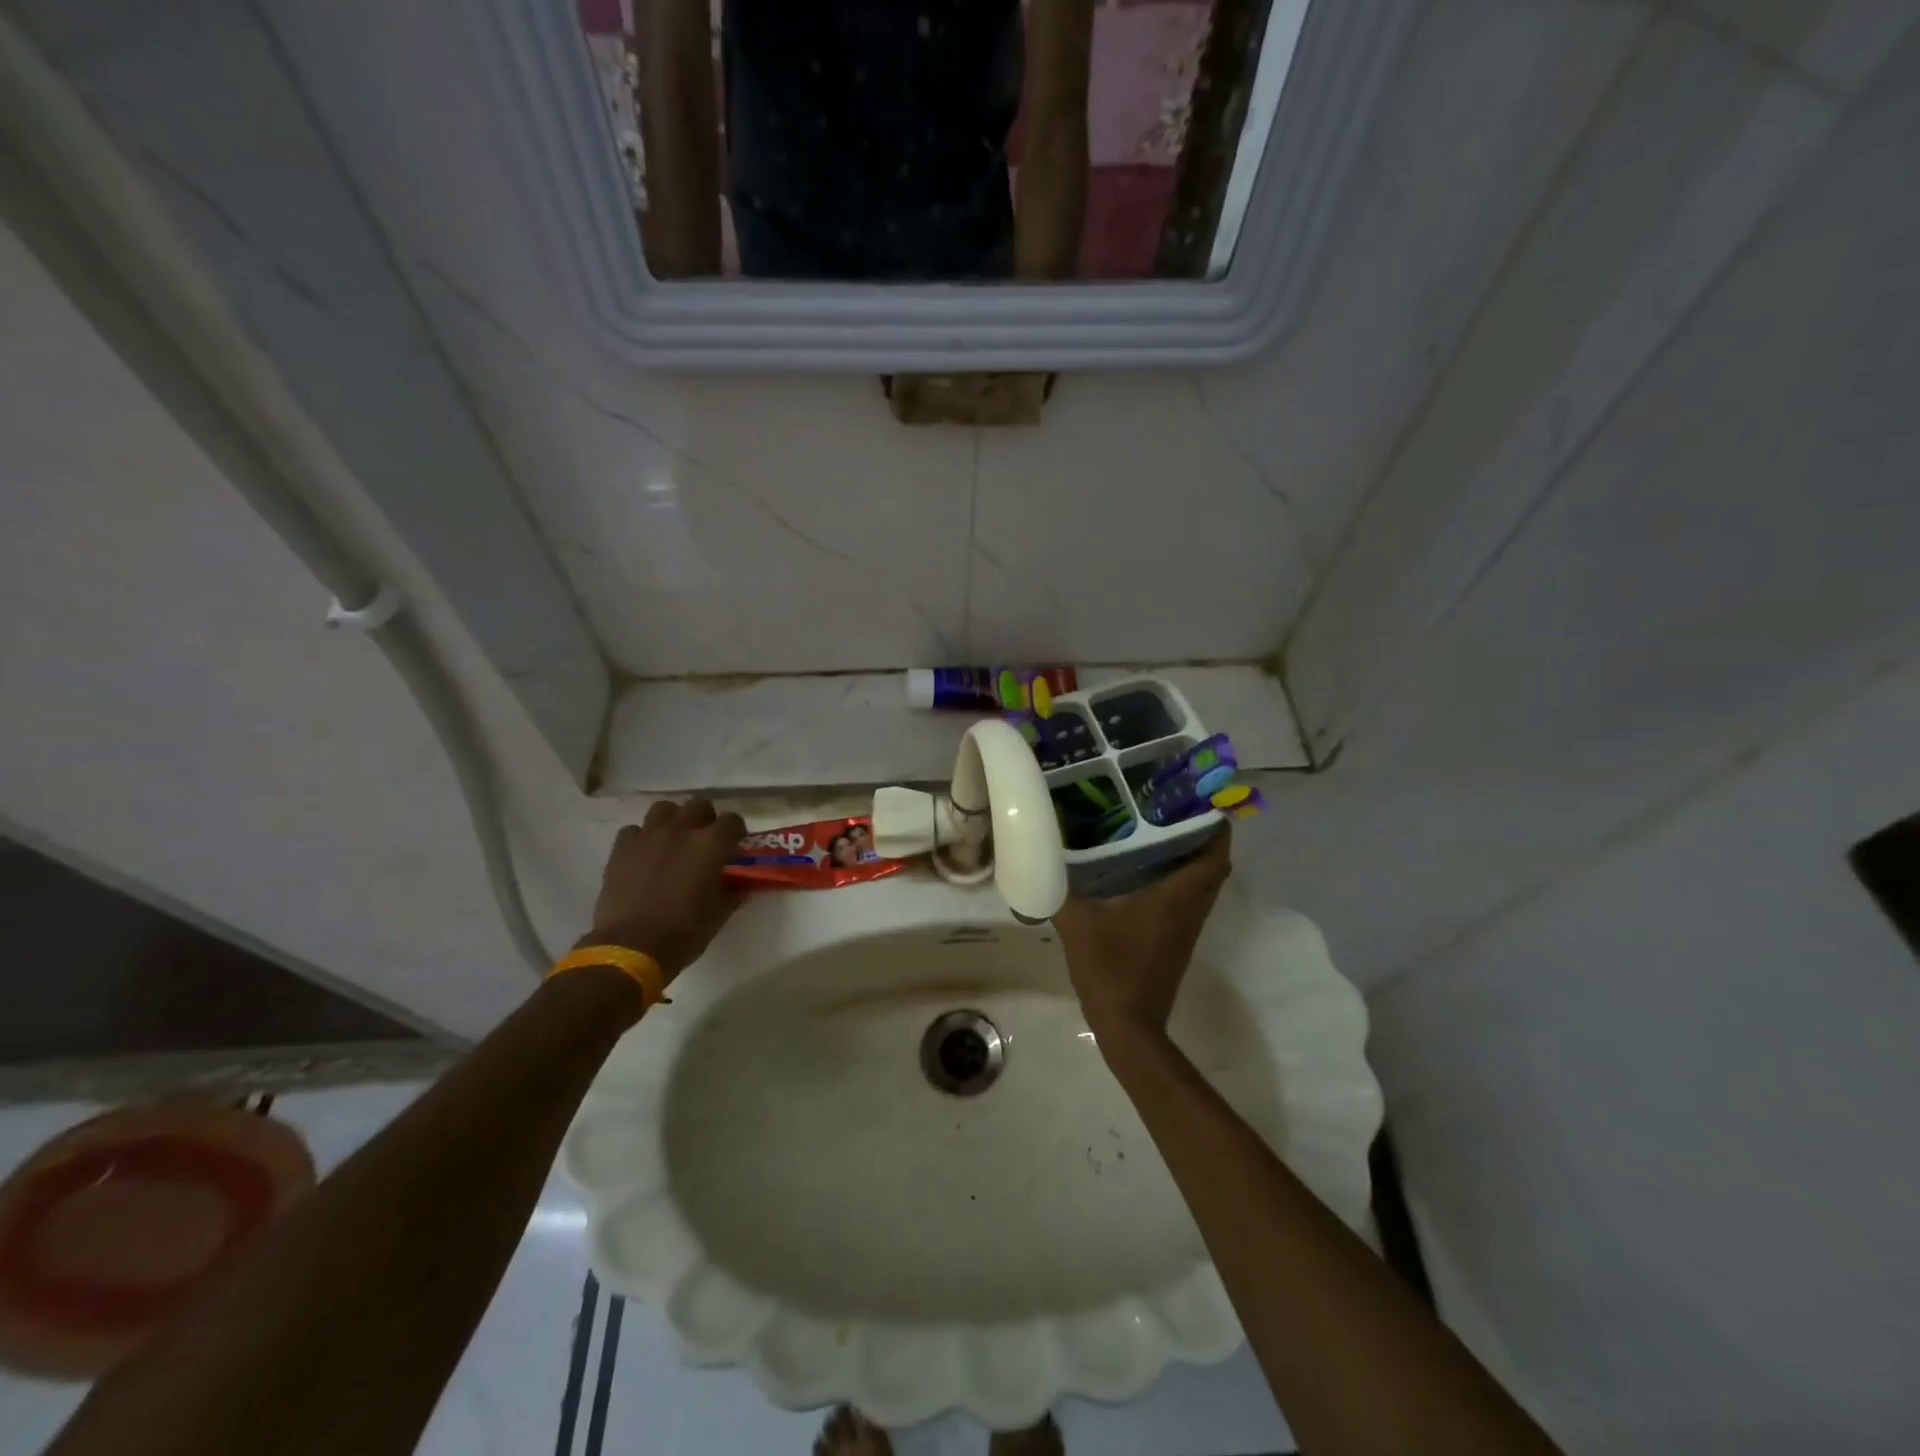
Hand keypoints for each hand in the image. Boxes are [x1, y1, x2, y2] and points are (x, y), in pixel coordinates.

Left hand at [582, 798, 745, 981]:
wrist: (631, 948)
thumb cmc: (684, 933)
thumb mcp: (719, 915)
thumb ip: (732, 892)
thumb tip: (738, 886)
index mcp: (711, 844)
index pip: (732, 821)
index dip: (736, 832)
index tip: (735, 845)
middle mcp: (681, 830)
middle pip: (699, 805)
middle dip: (705, 819)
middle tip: (705, 840)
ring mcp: (648, 836)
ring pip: (664, 809)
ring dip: (673, 819)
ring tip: (673, 839)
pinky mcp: (622, 848)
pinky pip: (634, 830)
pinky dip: (642, 838)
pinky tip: (644, 855)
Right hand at [1052, 826, 1231, 1043]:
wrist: (1128, 1026)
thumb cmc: (1110, 969)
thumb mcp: (1077, 923)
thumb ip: (1057, 889)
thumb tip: (1038, 859)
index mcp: (1176, 896)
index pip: (1214, 853)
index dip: (1213, 825)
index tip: (1195, 799)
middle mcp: (1190, 908)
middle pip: (1213, 864)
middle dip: (1200, 834)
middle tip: (1170, 809)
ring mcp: (1187, 927)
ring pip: (1202, 883)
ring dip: (1191, 857)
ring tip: (1157, 830)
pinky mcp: (1177, 940)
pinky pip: (1189, 898)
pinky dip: (1179, 878)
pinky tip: (1144, 869)